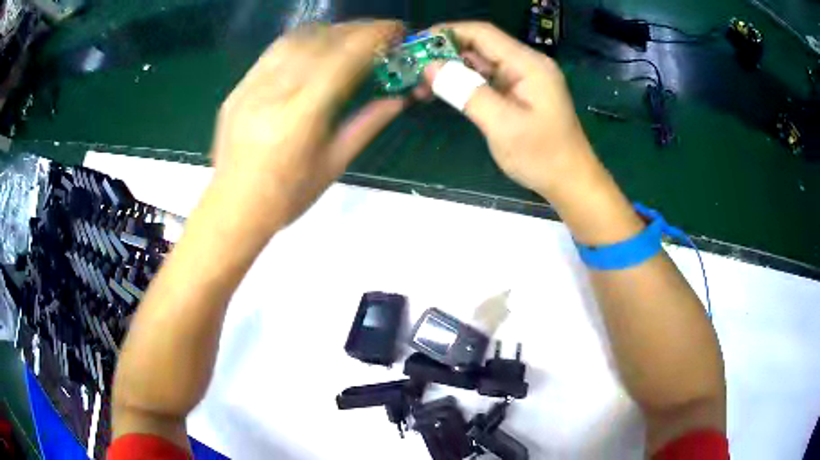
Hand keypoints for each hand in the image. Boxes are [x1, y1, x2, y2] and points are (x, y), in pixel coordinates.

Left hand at [210, 21, 405, 229]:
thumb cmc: (287, 196)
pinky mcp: (238, 89)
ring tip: (349, 37)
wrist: (234, 207)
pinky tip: (314, 47)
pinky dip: (301, 41)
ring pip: (296, 40)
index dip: (373, 37)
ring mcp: (251, 88)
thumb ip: (367, 125)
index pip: (343, 59)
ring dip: (329, 31)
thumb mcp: (333, 165)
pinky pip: (273, 52)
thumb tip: (399, 99)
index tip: (396, 30)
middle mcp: (274, 93)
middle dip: (357, 30)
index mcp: (301, 117)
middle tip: (379, 33)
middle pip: (321, 42)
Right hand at [421, 22, 592, 197]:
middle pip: (479, 45)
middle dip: (444, 53)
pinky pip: (485, 79)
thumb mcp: (503, 125)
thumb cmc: (542, 156)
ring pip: (480, 63)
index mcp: (528, 64)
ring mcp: (522, 79)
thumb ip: (467, 92)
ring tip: (420, 84)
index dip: (447, 33)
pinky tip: (442, 92)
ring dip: (451, 69)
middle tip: (411, 69)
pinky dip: (463, 83)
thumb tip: (431, 68)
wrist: (570, 182)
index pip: (482, 33)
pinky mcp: (517, 93)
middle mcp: (525, 64)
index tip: (415, 45)